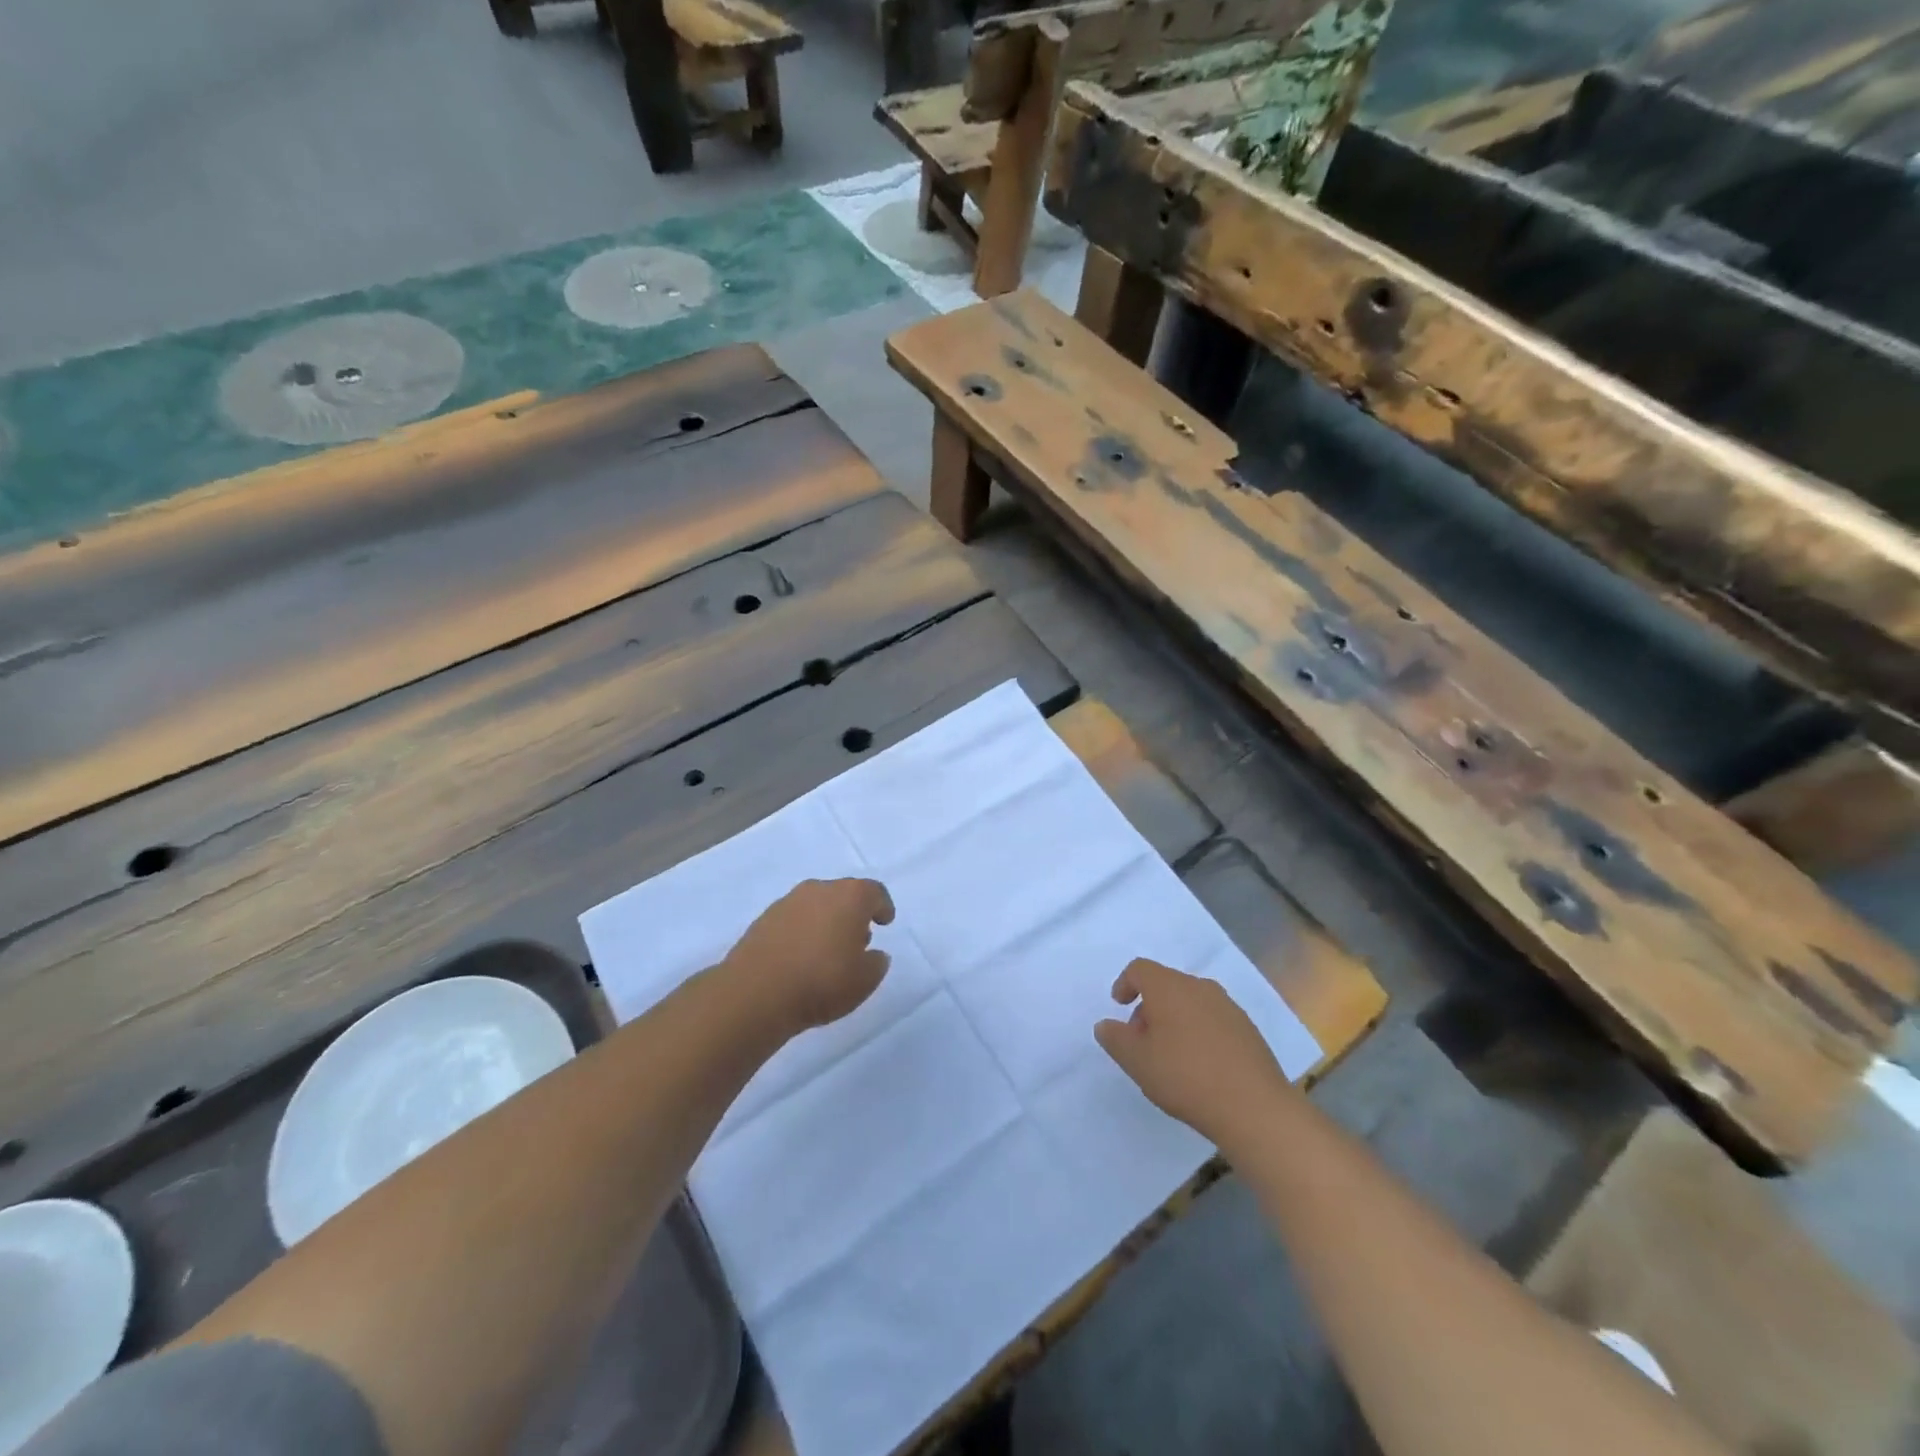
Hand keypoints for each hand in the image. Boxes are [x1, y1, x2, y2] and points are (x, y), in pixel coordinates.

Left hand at [724, 878, 895, 1033]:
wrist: (756, 993)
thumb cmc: (822, 981)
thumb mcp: (864, 981)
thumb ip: (876, 963)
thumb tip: (873, 954)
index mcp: (850, 896)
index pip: (874, 892)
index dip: (882, 906)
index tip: (885, 922)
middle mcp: (819, 889)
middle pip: (843, 895)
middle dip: (852, 914)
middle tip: (857, 939)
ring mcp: (787, 902)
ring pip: (816, 906)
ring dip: (825, 922)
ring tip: (827, 952)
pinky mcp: (763, 920)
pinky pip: (793, 921)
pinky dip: (801, 933)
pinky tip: (800, 959)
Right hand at [1095, 958, 1292, 1148]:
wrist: (1254, 1107)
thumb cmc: (1185, 1076)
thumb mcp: (1136, 1061)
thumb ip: (1115, 1039)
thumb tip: (1105, 1025)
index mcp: (1169, 987)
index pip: (1140, 969)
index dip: (1125, 984)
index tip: (1119, 1007)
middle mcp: (1200, 987)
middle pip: (1167, 984)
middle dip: (1150, 1006)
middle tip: (1143, 1040)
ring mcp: (1228, 1007)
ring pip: (1192, 1002)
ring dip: (1175, 1019)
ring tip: (1171, 1055)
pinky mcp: (1248, 1030)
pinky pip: (1214, 1020)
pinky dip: (1200, 1032)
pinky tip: (1201, 1065)